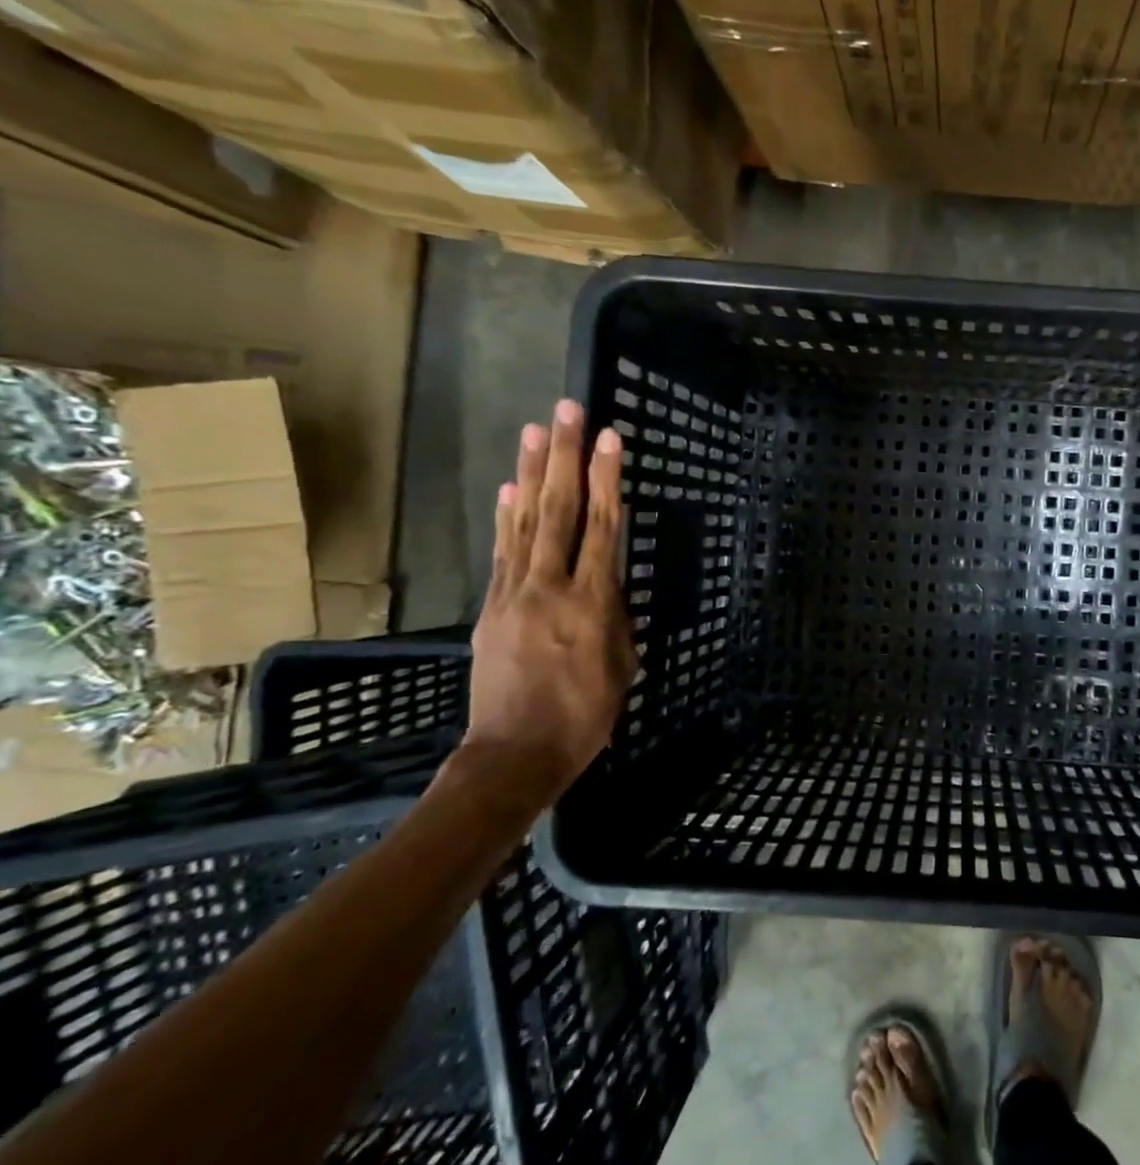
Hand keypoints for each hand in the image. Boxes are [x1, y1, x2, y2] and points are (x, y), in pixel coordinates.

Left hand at [462, 399, 636, 803]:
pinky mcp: (492, 609)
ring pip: (526, 523)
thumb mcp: (622, 666)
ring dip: (530, 474)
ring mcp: (515, 595)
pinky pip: (503, 554)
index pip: (603, 528)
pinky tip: (509, 490)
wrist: (515, 753)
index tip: (609, 438)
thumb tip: (608, 587)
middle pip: (559, 511)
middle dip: (564, 457)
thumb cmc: (586, 716)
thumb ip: (617, 618)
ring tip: (534, 431)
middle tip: (566, 411)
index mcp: (593, 603)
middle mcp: (551, 587)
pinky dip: (505, 519)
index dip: (607, 479)